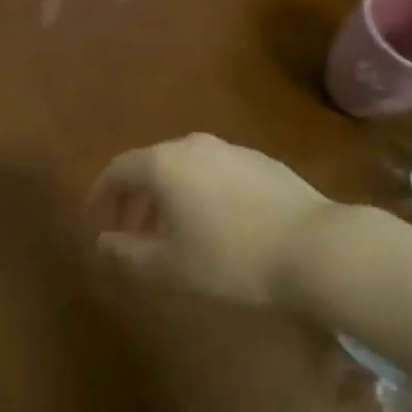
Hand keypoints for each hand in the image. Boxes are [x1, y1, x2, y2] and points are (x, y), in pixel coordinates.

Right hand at [90, 133, 336, 305]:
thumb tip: (103, 242)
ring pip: (184, 168)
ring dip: (169, 196)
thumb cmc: (231, 257)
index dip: (102, 193)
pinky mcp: (259, 160)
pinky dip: (200, 192)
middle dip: (135, 198)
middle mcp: (192, 145)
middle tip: (132, 232)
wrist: (314, 246)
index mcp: (163, 163)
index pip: (118, 169)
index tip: (97, 218)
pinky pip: (214, 171)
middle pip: (151, 165)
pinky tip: (215, 224)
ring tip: (173, 232)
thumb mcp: (171, 266)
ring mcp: (229, 149)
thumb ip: (128, 253)